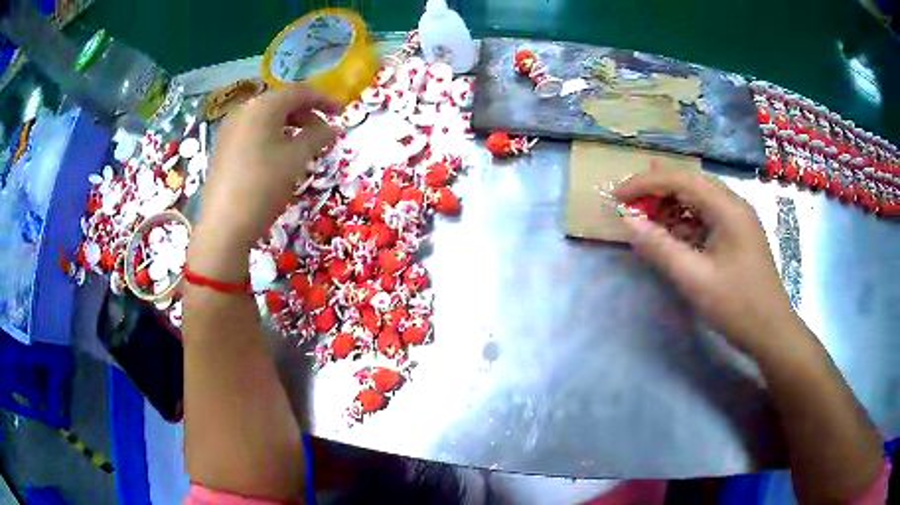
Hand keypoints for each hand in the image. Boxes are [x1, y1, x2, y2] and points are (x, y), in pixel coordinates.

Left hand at [199, 85, 339, 246]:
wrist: (224, 226)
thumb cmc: (264, 186)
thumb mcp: (297, 159)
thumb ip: (318, 136)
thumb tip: (332, 127)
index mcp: (262, 106)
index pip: (299, 92)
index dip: (324, 99)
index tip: (342, 113)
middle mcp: (243, 111)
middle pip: (281, 103)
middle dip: (306, 114)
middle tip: (323, 133)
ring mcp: (229, 130)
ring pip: (266, 118)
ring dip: (289, 126)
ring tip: (303, 147)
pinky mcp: (222, 148)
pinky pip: (252, 132)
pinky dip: (271, 137)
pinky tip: (278, 157)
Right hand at [614, 170, 795, 354]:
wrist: (771, 331)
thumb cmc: (736, 305)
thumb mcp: (694, 279)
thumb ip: (660, 247)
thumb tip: (628, 222)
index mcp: (727, 208)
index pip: (680, 179)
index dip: (646, 184)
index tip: (617, 197)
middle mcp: (733, 204)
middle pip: (689, 183)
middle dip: (656, 190)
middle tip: (629, 206)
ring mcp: (737, 219)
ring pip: (698, 199)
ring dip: (670, 206)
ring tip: (645, 218)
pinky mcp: (737, 235)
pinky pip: (706, 217)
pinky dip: (684, 222)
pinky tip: (671, 235)